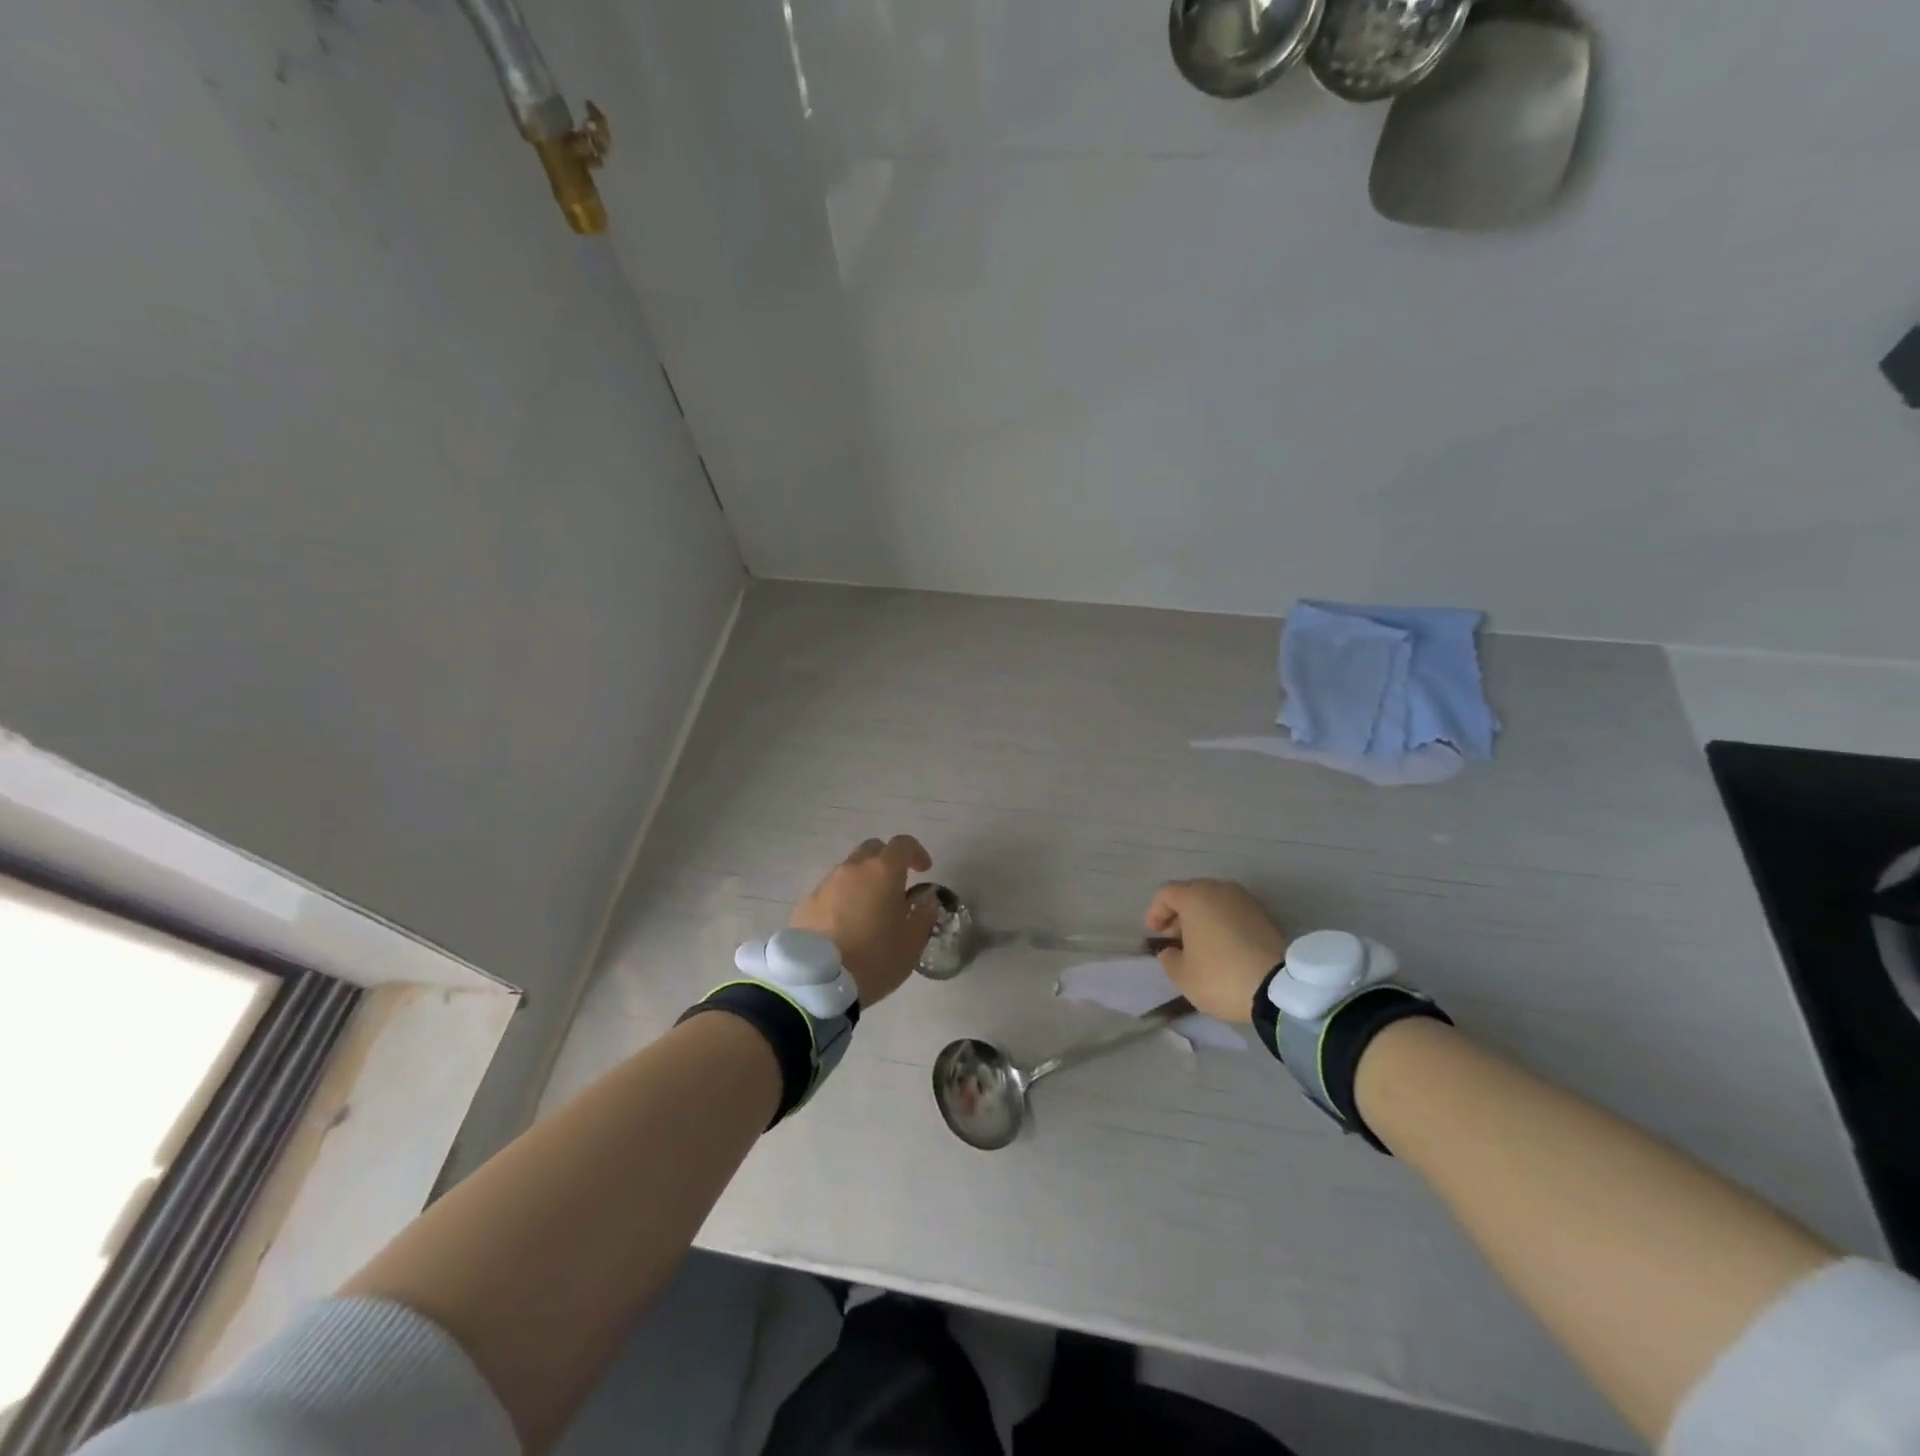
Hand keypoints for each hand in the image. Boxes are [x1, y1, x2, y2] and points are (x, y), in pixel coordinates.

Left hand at [791, 836, 939, 1007]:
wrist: (817, 983)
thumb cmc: (874, 959)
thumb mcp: (912, 942)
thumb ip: (924, 913)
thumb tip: (927, 896)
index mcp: (883, 872)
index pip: (903, 844)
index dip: (917, 853)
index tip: (924, 871)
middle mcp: (852, 869)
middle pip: (873, 849)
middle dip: (888, 861)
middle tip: (896, 886)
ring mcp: (826, 884)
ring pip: (849, 870)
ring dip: (864, 881)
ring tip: (870, 910)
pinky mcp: (806, 903)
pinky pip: (831, 891)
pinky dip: (843, 898)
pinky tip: (845, 925)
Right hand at [1145, 880, 1288, 1023]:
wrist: (1279, 988)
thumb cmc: (1221, 976)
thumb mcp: (1182, 975)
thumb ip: (1168, 958)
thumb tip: (1170, 950)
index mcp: (1195, 897)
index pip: (1166, 894)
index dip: (1155, 912)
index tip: (1153, 934)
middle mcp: (1220, 889)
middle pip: (1191, 894)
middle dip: (1179, 914)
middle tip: (1173, 938)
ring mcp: (1245, 900)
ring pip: (1214, 902)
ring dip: (1202, 918)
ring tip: (1199, 944)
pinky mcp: (1265, 915)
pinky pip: (1233, 912)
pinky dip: (1223, 923)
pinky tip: (1222, 946)